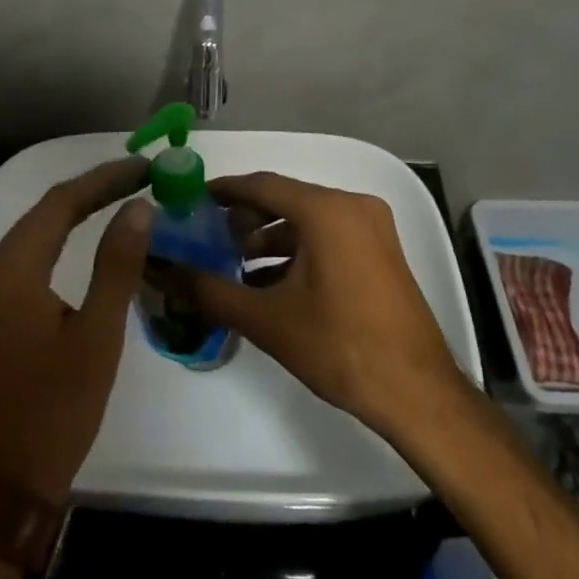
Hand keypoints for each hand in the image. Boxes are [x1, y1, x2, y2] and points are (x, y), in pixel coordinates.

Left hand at [0, 158, 150, 503]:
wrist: (3, 484)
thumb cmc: (56, 411)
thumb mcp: (97, 337)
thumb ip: (117, 266)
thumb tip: (139, 208)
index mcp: (8, 272)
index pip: (59, 204)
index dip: (104, 180)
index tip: (145, 168)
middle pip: (44, 213)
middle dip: (93, 191)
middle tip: (141, 178)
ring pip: (35, 232)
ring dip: (77, 212)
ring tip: (123, 197)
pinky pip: (28, 256)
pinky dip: (61, 239)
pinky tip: (88, 236)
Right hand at [173, 172, 470, 442]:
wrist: (416, 393)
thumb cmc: (340, 347)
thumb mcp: (267, 320)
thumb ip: (209, 291)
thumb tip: (162, 273)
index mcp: (327, 210)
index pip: (263, 185)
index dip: (224, 190)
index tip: (192, 199)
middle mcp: (353, 206)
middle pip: (286, 200)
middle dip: (245, 218)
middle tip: (208, 236)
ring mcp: (372, 228)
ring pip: (308, 220)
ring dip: (270, 239)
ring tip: (234, 265)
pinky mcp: (380, 252)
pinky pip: (329, 237)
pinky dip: (298, 252)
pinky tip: (270, 283)